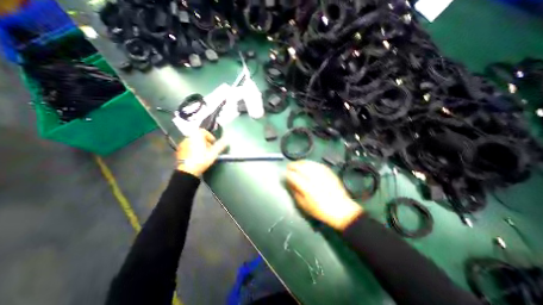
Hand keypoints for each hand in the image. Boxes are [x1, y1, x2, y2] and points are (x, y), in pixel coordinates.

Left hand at [176, 128, 227, 176]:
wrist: (187, 170)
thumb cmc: (202, 159)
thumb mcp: (214, 153)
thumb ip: (220, 145)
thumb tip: (227, 140)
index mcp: (196, 135)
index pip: (203, 131)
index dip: (210, 136)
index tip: (213, 143)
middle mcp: (188, 137)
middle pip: (198, 137)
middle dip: (205, 142)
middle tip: (210, 150)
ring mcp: (182, 144)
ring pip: (193, 142)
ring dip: (199, 146)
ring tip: (203, 154)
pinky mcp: (179, 151)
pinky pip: (188, 147)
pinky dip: (193, 150)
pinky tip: (196, 157)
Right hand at [286, 161, 361, 229]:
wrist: (341, 209)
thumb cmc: (320, 210)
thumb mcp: (304, 205)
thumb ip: (295, 192)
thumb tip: (289, 183)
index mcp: (306, 188)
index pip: (293, 176)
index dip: (287, 174)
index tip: (285, 174)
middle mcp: (313, 178)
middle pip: (300, 167)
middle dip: (292, 165)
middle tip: (289, 167)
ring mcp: (322, 174)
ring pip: (308, 163)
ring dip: (300, 162)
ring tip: (296, 164)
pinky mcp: (328, 172)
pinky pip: (317, 164)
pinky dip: (310, 163)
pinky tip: (307, 164)